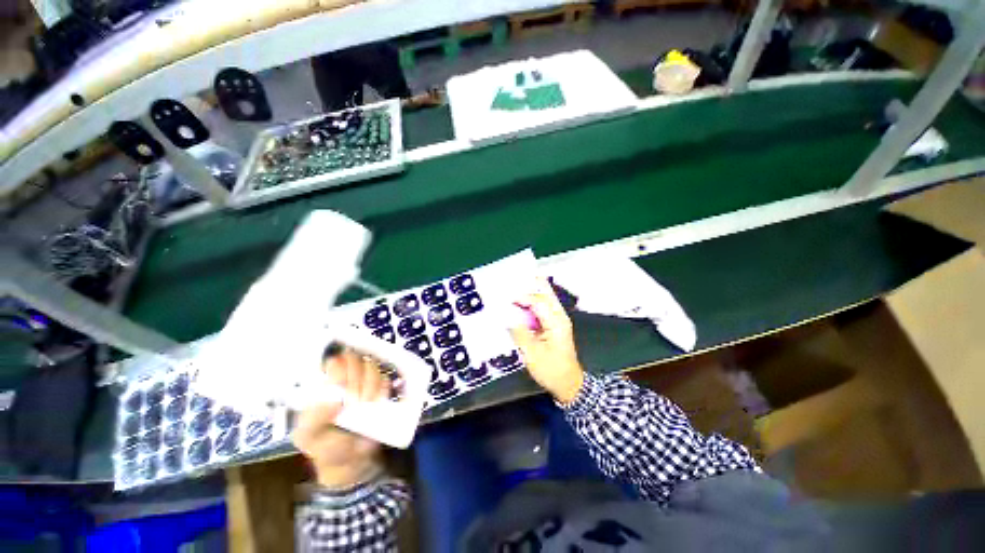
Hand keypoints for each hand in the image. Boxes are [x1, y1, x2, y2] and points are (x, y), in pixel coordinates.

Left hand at [292, 348, 389, 487]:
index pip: (333, 361)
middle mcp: (345, 379)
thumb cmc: (326, 446)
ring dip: (370, 383)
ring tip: (365, 404)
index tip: (342, 386)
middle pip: (355, 359)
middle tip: (353, 400)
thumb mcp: (308, 437)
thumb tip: (335, 398)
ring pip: (371, 366)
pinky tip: (377, 400)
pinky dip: (383, 386)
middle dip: (356, 378)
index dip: (339, 367)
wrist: (352, 462)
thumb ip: (313, 419)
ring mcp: (365, 382)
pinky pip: (386, 377)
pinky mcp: (381, 389)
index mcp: (323, 385)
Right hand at [509, 278, 584, 403]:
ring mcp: (558, 320)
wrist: (568, 384)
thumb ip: (519, 333)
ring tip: (516, 288)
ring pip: (545, 298)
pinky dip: (532, 303)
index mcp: (556, 322)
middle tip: (515, 278)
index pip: (539, 302)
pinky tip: (521, 304)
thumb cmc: (551, 370)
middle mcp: (559, 317)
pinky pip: (543, 308)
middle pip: (546, 293)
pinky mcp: (554, 325)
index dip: (523, 297)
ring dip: (532, 292)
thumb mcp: (532, 354)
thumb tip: (507, 319)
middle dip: (532, 284)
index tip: (507, 298)